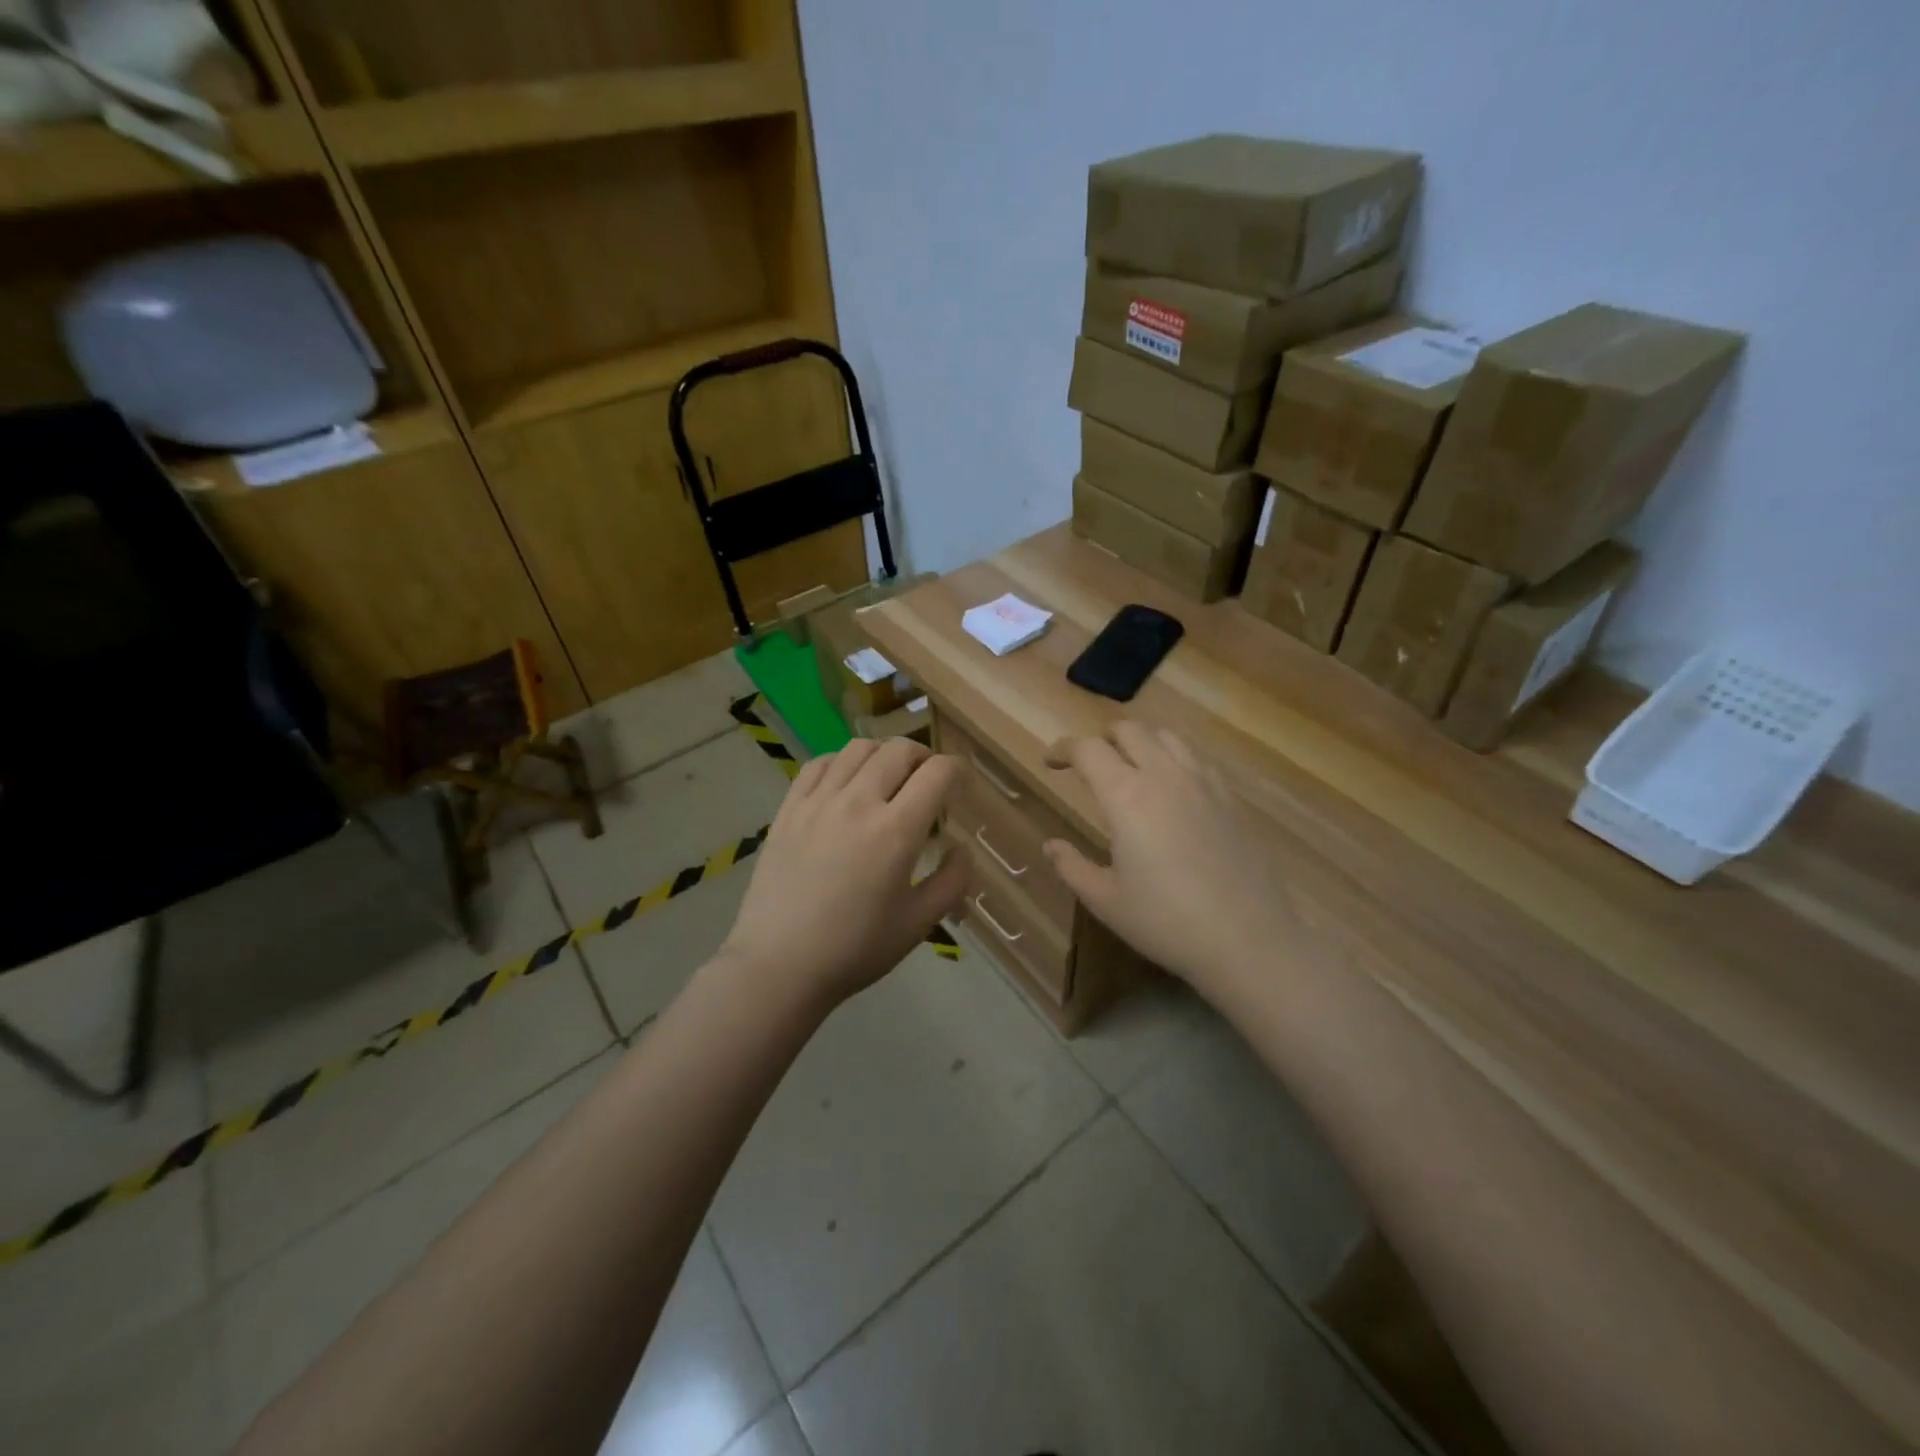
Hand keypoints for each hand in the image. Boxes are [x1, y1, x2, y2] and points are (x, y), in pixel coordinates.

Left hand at [719, 738, 967, 1010]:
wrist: (779, 966)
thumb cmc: (855, 949)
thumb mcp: (918, 924)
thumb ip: (952, 881)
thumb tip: (962, 848)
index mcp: (896, 831)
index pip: (937, 773)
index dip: (957, 771)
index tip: (961, 785)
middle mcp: (858, 802)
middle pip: (900, 750)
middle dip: (924, 757)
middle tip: (928, 781)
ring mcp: (818, 802)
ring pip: (858, 748)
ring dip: (884, 754)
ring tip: (889, 777)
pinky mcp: (788, 809)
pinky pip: (819, 764)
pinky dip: (842, 762)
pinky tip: (846, 783)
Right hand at [1043, 723, 1295, 999]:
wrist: (1248, 941)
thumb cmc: (1166, 922)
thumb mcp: (1106, 901)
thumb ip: (1072, 867)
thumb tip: (1051, 845)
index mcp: (1126, 796)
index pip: (1088, 749)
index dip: (1063, 749)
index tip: (1051, 762)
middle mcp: (1164, 776)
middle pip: (1129, 730)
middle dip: (1102, 738)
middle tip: (1090, 763)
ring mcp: (1203, 783)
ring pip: (1166, 736)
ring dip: (1140, 741)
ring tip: (1131, 767)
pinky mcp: (1230, 798)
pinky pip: (1196, 758)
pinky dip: (1173, 758)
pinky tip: (1172, 789)